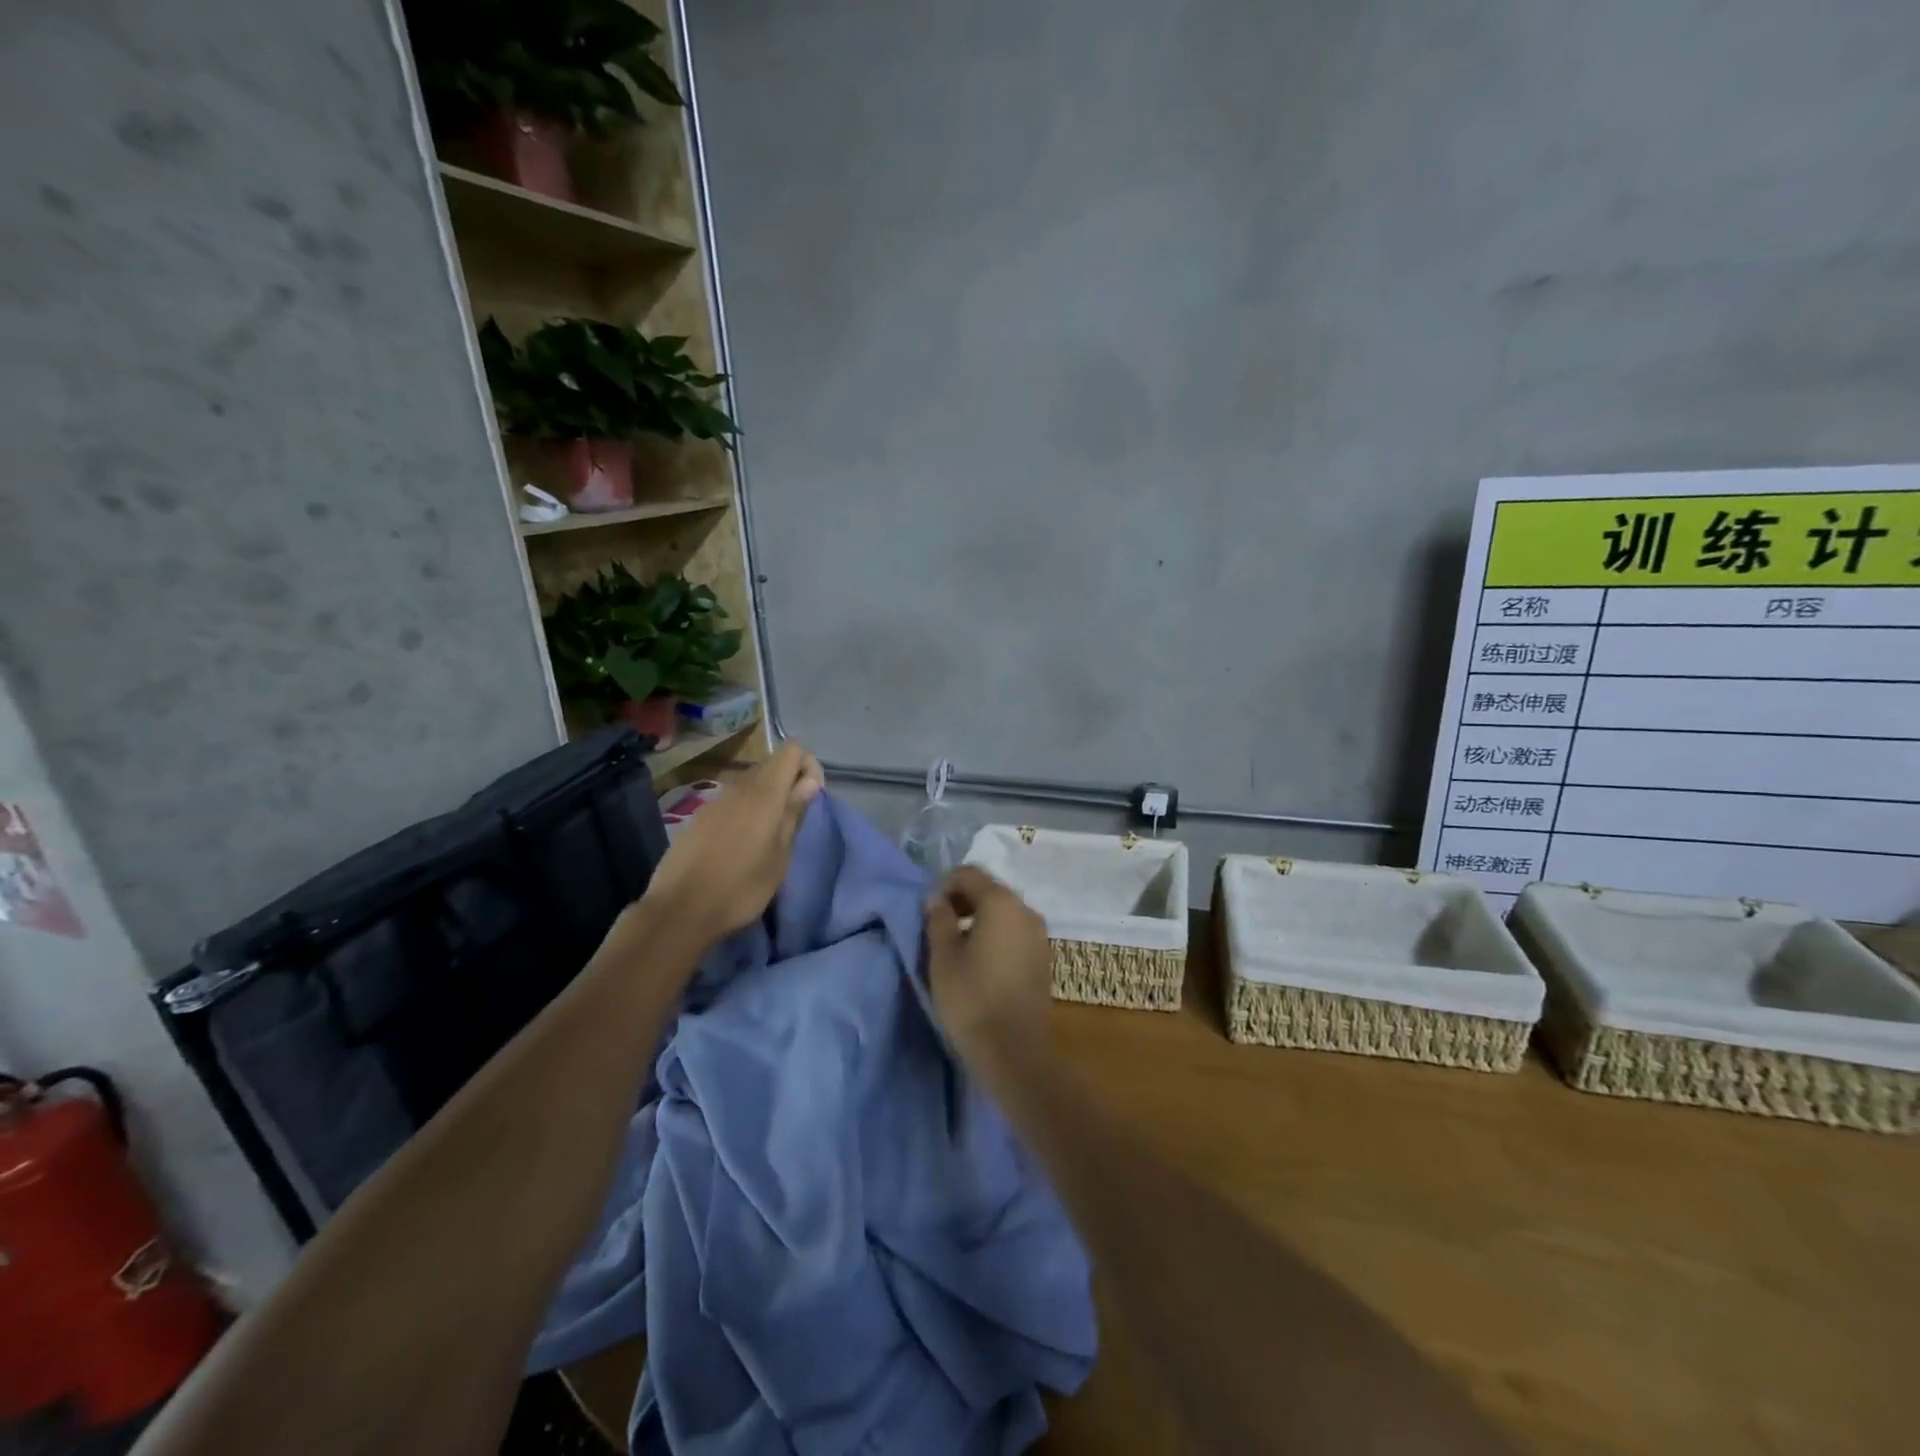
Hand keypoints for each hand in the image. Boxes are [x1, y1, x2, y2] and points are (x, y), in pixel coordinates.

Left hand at [642, 741, 823, 945]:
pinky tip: (740, 845)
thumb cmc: (741, 888)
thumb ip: (793, 813)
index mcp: (764, 793)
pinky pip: (731, 801)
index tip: (810, 798)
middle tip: (793, 820)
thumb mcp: (779, 856)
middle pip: (771, 764)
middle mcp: (738, 787)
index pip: (792, 749)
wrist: (679, 911)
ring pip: (750, 783)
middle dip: (789, 781)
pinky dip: (745, 811)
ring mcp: (715, 801)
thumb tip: (808, 782)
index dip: (808, 766)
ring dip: (767, 798)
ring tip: (769, 836)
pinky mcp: (699, 817)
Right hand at [924, 866, 1053, 1068]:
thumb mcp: (943, 957)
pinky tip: (981, 962)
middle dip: (962, 901)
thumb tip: (936, 899)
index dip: (944, 885)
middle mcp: (1026, 910)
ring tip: (957, 947)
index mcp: (1001, 903)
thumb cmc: (971, 999)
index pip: (969, 874)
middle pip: (990, 890)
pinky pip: (1015, 932)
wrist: (1013, 1052)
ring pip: (1004, 912)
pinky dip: (996, 935)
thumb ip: (938, 919)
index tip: (928, 912)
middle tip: (939, 927)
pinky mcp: (1044, 958)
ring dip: (979, 919)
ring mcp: (1040, 935)